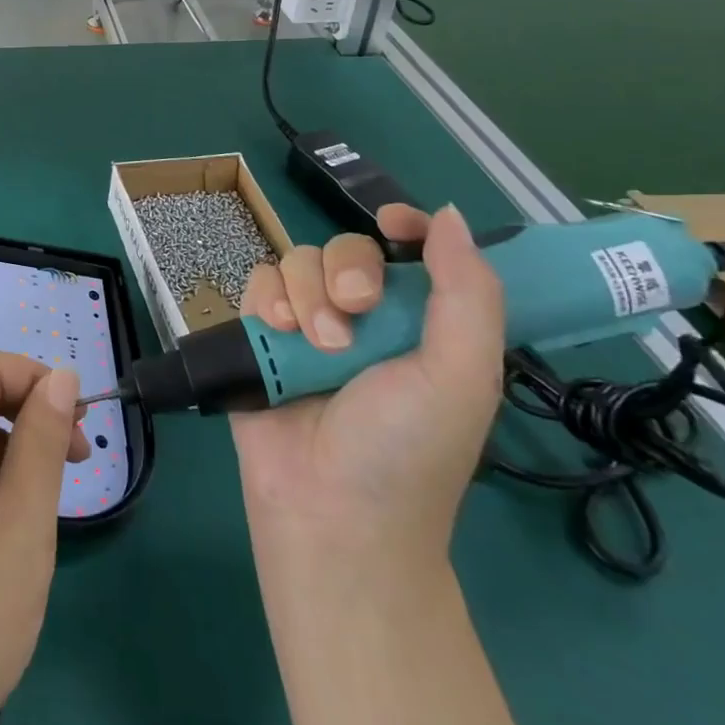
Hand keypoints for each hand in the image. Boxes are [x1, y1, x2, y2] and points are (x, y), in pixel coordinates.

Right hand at [231, 204, 503, 570]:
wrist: (330, 511)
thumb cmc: (408, 449)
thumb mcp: (460, 376)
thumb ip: (467, 293)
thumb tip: (447, 214)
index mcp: (418, 324)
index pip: (411, 252)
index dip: (404, 226)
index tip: (393, 223)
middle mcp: (362, 316)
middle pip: (345, 248)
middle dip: (347, 273)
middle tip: (354, 315)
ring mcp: (306, 323)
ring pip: (298, 261)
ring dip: (305, 295)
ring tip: (312, 345)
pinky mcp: (260, 333)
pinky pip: (257, 280)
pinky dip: (266, 298)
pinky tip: (276, 332)